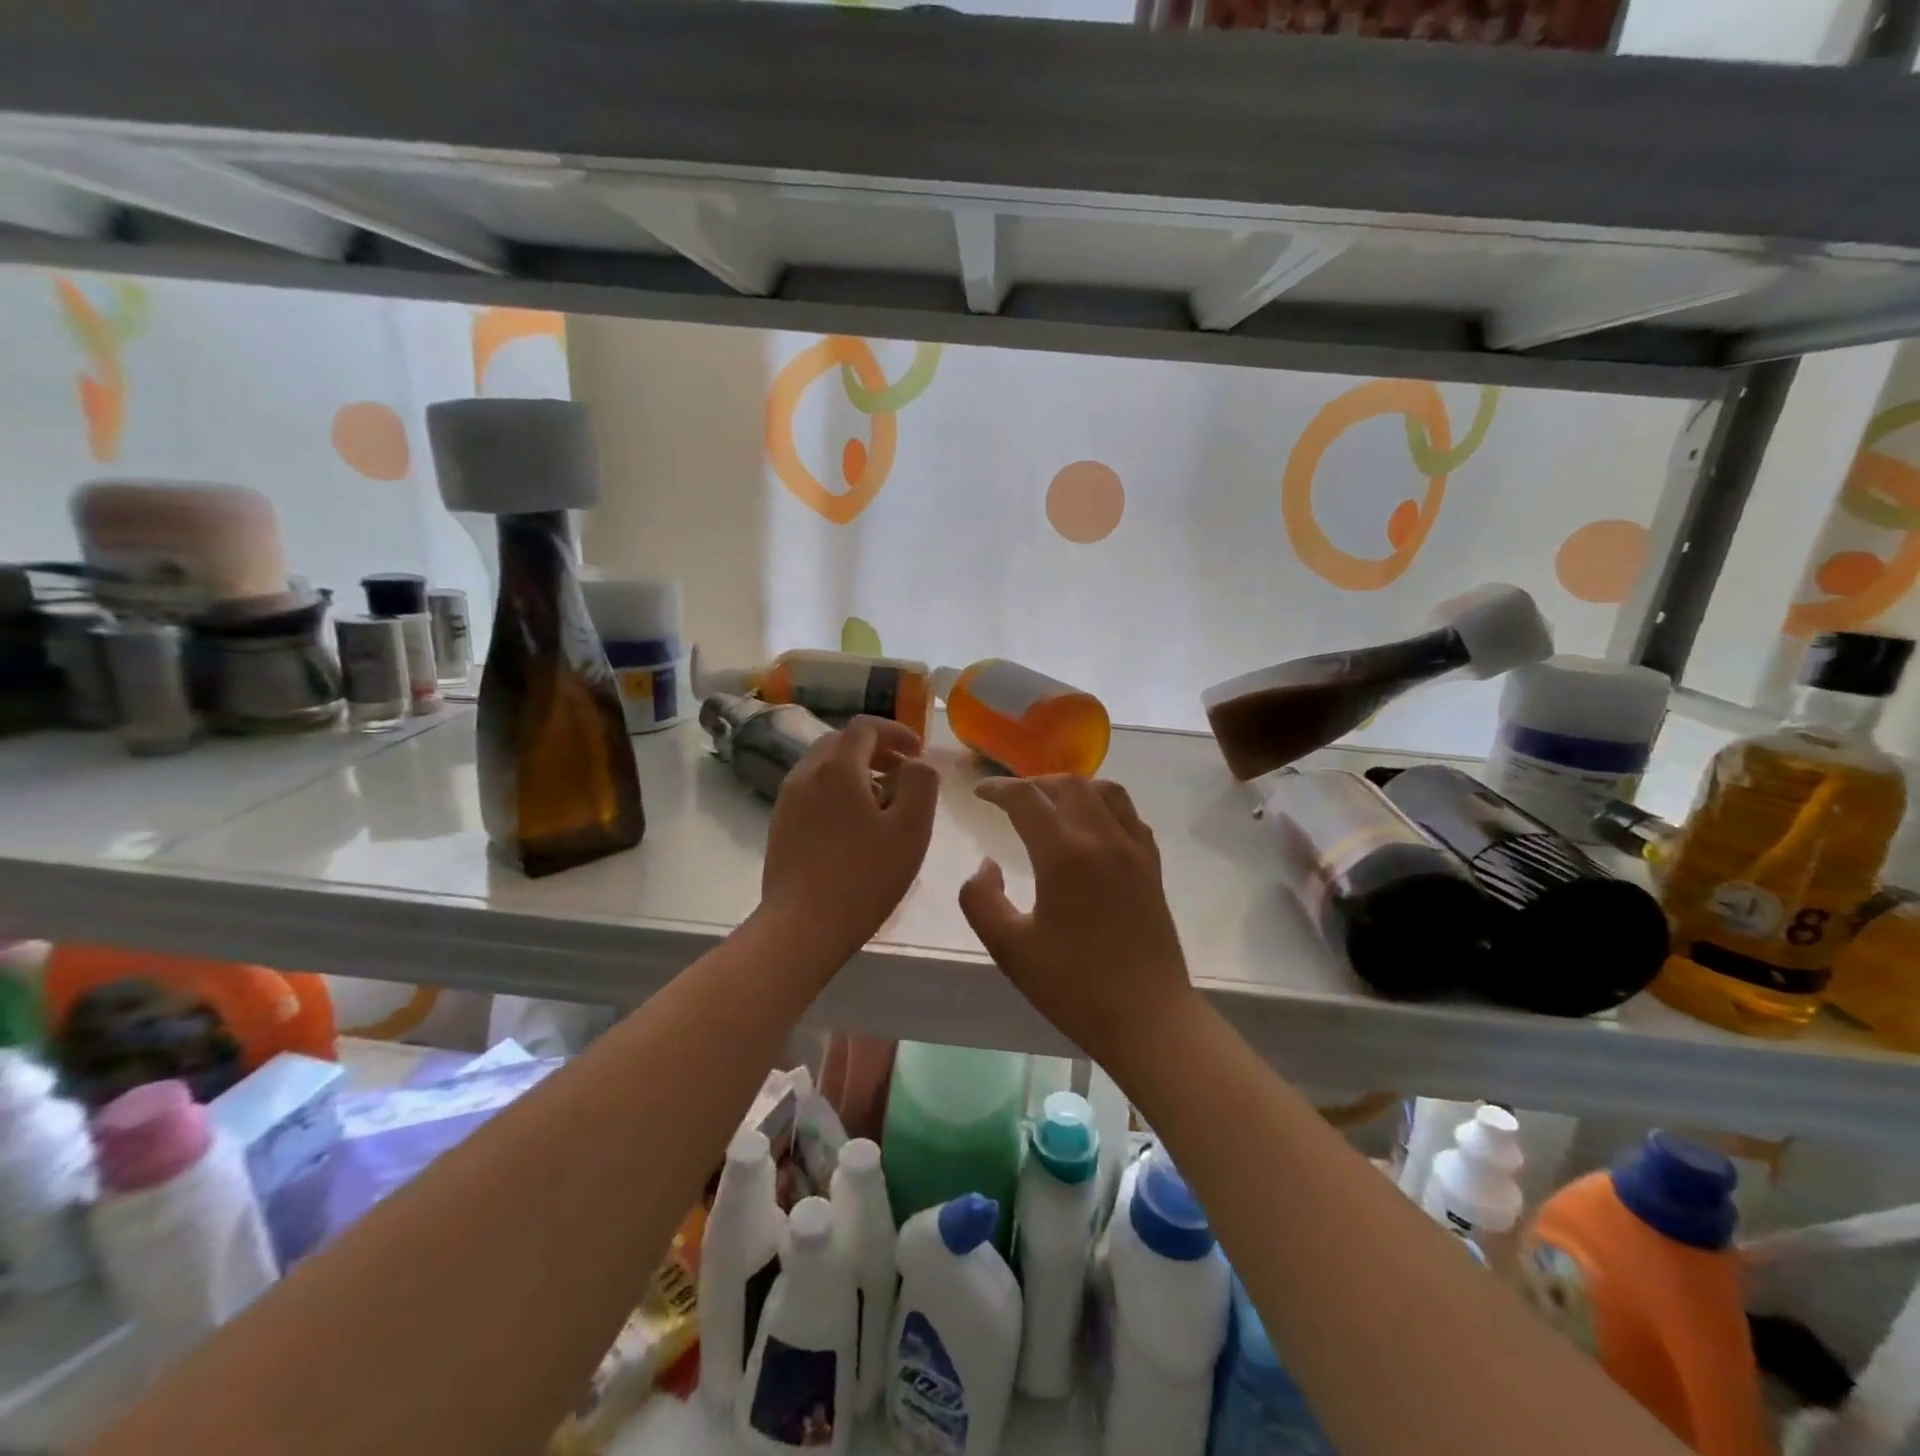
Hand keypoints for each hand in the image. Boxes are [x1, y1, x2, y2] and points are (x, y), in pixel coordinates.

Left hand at [760, 716, 939, 961]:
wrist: (801, 926)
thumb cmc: (864, 877)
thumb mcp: (911, 829)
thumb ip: (921, 784)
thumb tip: (917, 763)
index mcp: (837, 768)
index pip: (865, 727)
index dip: (895, 732)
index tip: (918, 752)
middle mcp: (806, 773)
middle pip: (841, 742)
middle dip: (875, 749)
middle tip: (903, 773)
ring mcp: (787, 799)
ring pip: (824, 766)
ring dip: (856, 770)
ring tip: (882, 801)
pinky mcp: (779, 824)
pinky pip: (812, 790)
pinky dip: (837, 791)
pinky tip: (854, 825)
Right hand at [959, 775, 1195, 1068]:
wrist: (1147, 1017)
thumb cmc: (1073, 986)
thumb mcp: (1009, 948)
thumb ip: (981, 899)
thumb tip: (986, 865)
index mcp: (1064, 854)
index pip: (1026, 799)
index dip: (998, 789)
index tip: (979, 793)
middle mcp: (1102, 838)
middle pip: (1067, 784)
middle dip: (1032, 784)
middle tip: (1009, 800)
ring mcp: (1134, 849)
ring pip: (1104, 790)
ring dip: (1071, 787)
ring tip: (1050, 804)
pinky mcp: (1153, 865)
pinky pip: (1129, 814)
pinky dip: (1104, 804)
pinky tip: (1091, 826)